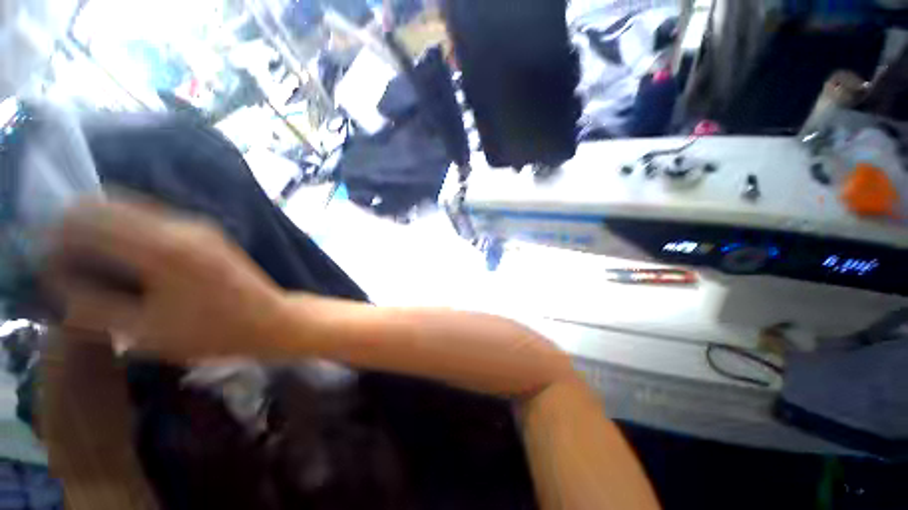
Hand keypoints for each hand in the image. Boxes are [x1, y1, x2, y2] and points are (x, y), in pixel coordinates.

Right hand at [45, 200, 287, 361]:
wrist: (271, 319)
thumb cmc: (213, 333)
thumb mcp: (145, 332)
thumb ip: (94, 306)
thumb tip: (58, 279)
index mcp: (163, 248)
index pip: (89, 220)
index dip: (58, 235)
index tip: (45, 258)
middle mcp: (181, 225)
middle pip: (108, 205)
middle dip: (76, 226)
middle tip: (63, 259)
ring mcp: (198, 225)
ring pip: (131, 207)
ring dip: (101, 225)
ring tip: (87, 258)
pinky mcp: (207, 232)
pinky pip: (153, 218)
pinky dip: (126, 228)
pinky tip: (121, 254)